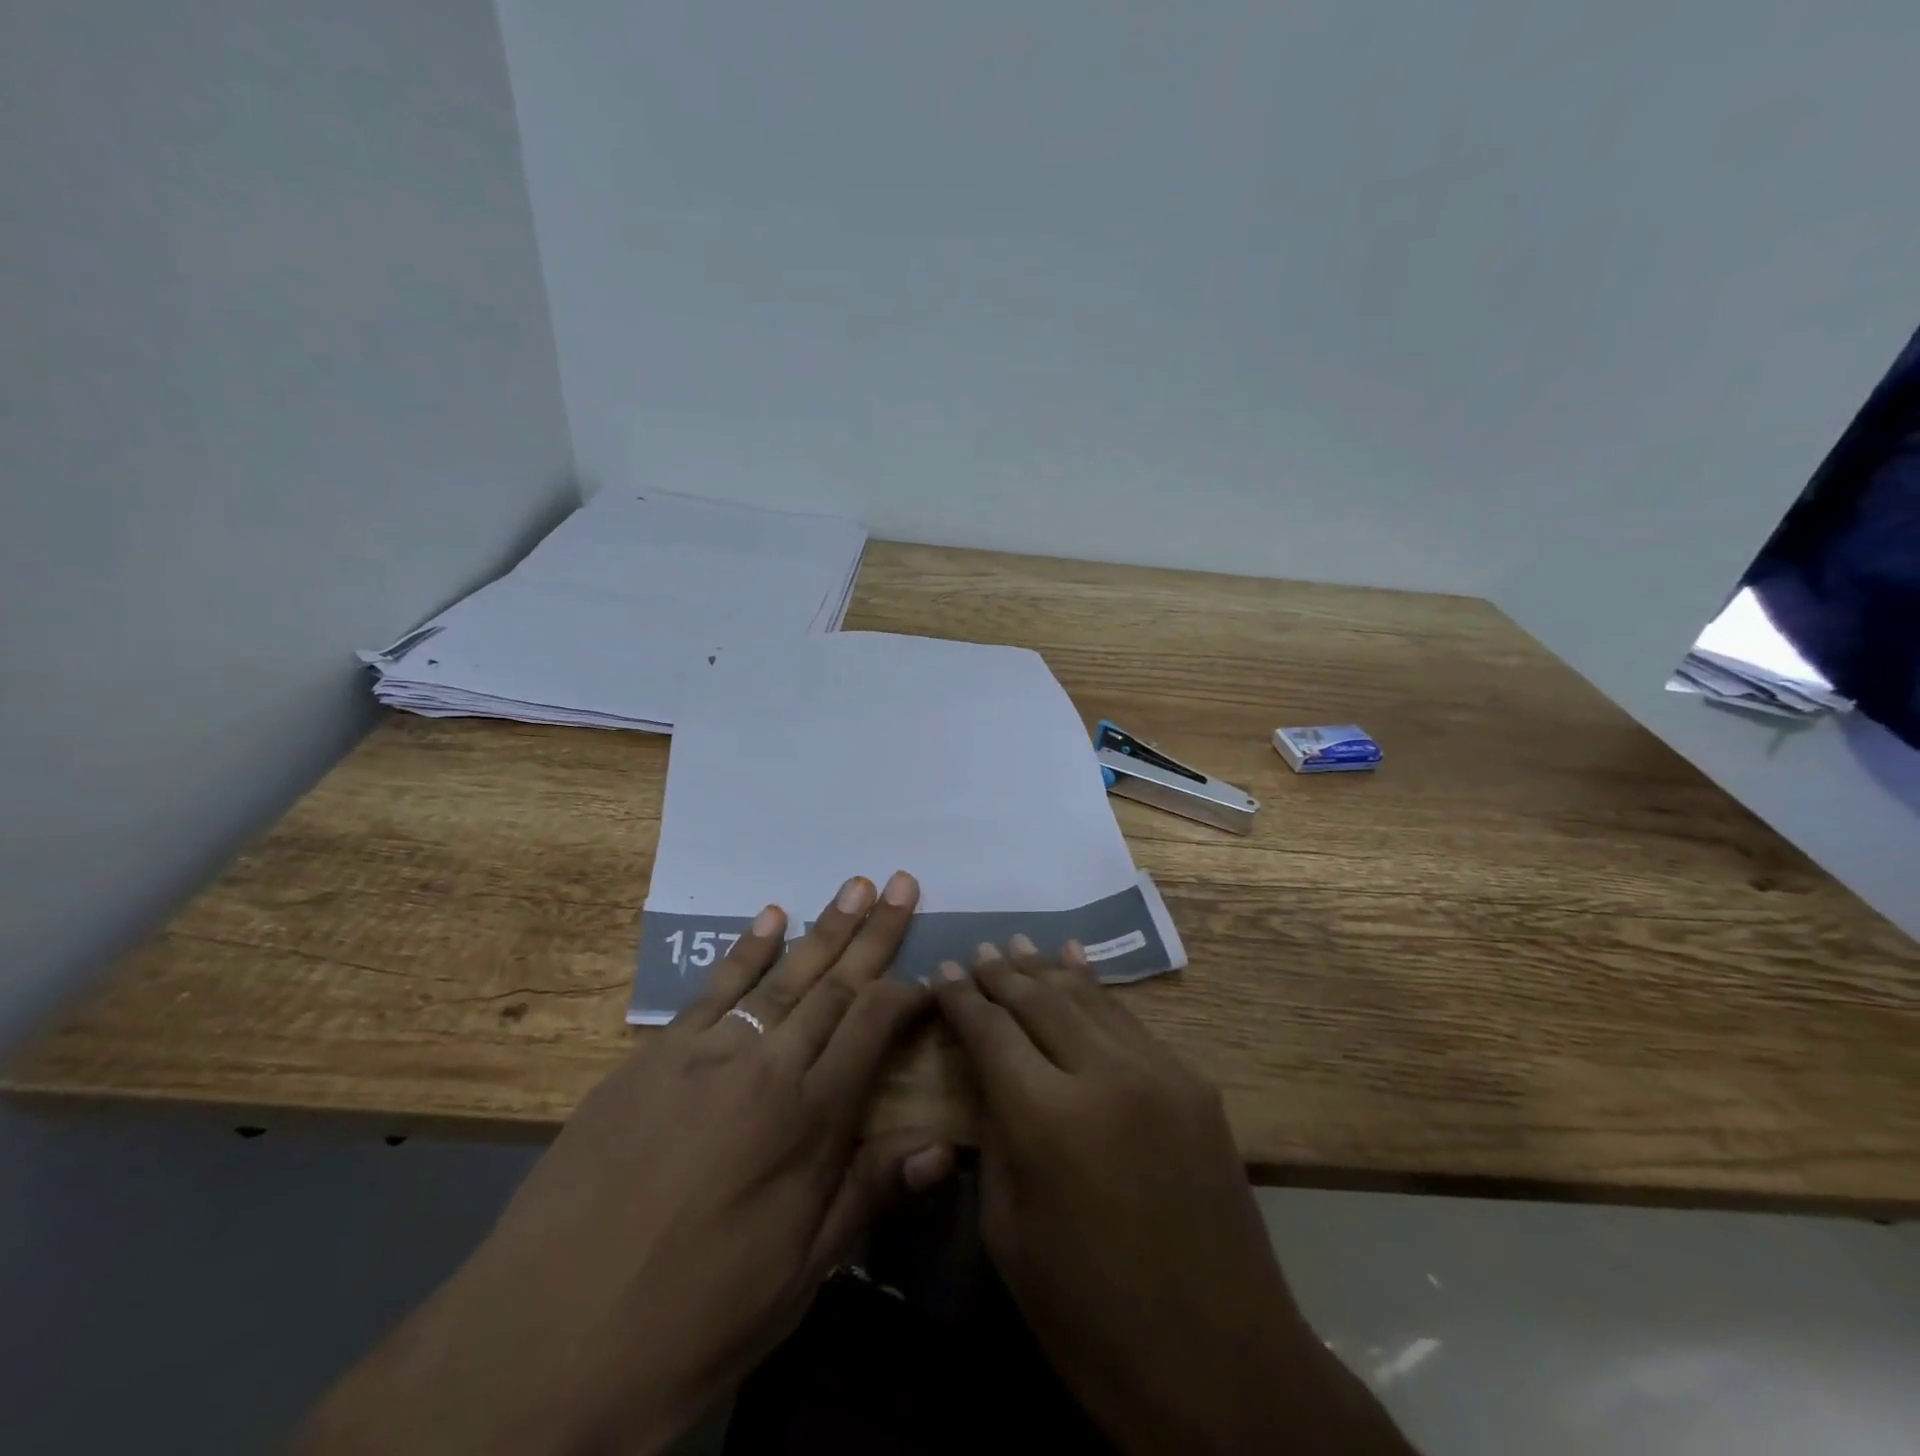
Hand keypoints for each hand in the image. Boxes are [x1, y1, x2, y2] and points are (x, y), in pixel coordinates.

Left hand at [292, 871, 952, 1455]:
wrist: (545, 1343)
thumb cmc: (694, 1318)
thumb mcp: (799, 1275)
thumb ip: (869, 1195)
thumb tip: (941, 1146)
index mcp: (809, 1119)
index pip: (874, 1026)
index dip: (909, 994)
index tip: (933, 974)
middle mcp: (766, 1066)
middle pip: (835, 984)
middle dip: (876, 932)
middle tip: (902, 882)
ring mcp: (706, 1053)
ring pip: (782, 975)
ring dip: (824, 927)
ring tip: (857, 886)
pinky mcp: (653, 1056)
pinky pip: (713, 989)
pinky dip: (746, 949)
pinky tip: (771, 916)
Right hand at [934, 938, 1413, 1455]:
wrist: (1223, 1367)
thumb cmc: (1090, 1318)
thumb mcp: (1009, 1232)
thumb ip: (994, 1134)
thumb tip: (986, 1072)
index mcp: (1047, 1119)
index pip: (991, 1030)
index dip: (961, 998)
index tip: (940, 971)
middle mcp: (1104, 1075)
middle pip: (1039, 999)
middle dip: (1001, 973)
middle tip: (975, 952)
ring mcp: (1159, 1073)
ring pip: (1088, 998)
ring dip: (1046, 970)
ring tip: (1016, 945)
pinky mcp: (1194, 1084)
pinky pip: (1130, 1021)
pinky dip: (1095, 990)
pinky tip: (1076, 964)